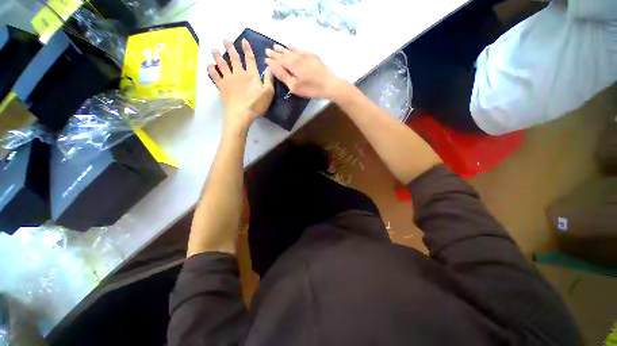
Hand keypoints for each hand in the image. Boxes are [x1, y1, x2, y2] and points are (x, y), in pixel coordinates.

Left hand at [209, 39, 273, 130]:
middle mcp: (239, 74)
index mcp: (251, 75)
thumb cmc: (256, 104)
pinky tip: (209, 65)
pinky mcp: (222, 86)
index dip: (247, 49)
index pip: (250, 59)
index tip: (243, 40)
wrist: (241, 113)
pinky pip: (215, 75)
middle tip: (225, 40)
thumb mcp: (268, 93)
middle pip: (234, 58)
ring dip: (218, 56)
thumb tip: (270, 67)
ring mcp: (229, 79)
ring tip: (214, 49)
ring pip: (222, 64)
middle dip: (230, 48)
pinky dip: (211, 70)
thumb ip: (269, 80)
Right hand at [265, 45, 343, 98]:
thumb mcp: (294, 86)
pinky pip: (299, 49)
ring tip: (276, 46)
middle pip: (284, 53)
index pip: (278, 60)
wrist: (329, 84)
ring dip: (283, 48)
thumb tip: (270, 64)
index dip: (272, 59)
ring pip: (291, 50)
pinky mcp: (312, 55)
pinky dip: (292, 48)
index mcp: (291, 63)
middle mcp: (297, 56)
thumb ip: (282, 75)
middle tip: (268, 50)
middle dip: (275, 52)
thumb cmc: (311, 88)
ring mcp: (305, 54)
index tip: (265, 58)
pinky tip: (291, 47)